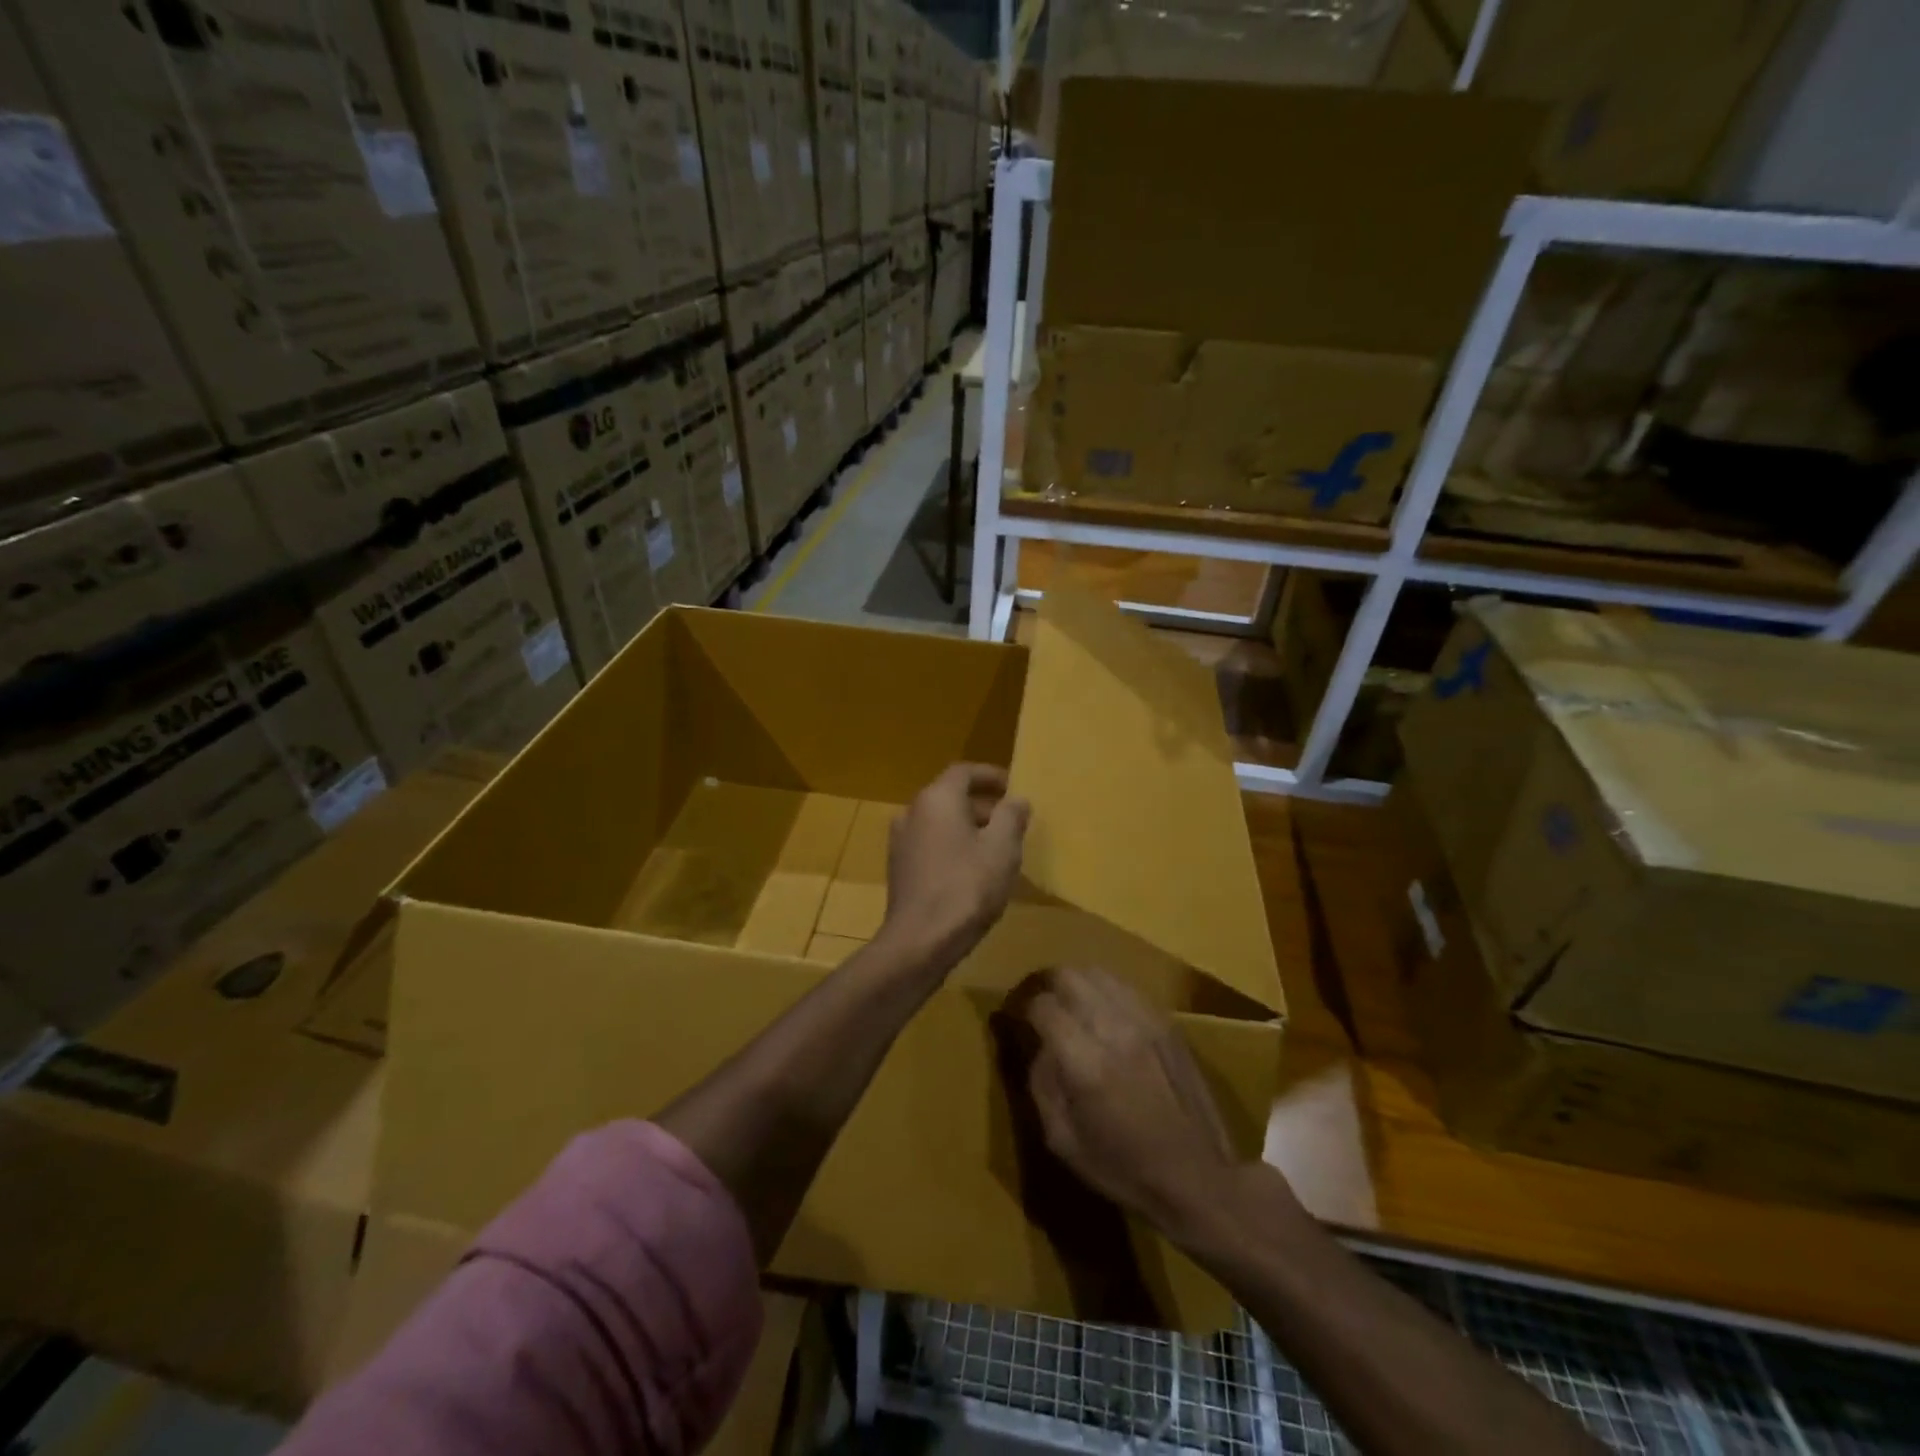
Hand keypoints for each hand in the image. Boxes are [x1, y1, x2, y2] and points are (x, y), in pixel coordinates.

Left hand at [882, 763, 1028, 977]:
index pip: (964, 772)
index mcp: (936, 799)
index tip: (1013, 787)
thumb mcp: (1002, 849)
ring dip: (968, 827)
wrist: (920, 941)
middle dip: (983, 805)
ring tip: (996, 847)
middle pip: (950, 796)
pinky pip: (930, 844)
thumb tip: (1016, 800)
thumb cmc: (966, 887)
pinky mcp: (899, 868)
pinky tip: (972, 871)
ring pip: (940, 822)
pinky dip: (952, 846)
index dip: (991, 776)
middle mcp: (912, 812)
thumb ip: (1011, 817)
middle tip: (1011, 821)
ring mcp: (901, 841)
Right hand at [1022, 967, 1241, 1232]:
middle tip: (1042, 1007)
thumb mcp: (1063, 1141)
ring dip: (1077, 984)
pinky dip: (1105, 991)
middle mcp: (1114, 1028)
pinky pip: (1126, 986)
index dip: (1024, 1009)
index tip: (1019, 1020)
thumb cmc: (1124, 1169)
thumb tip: (1038, 1045)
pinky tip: (1104, 1014)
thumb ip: (1041, 1084)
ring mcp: (1145, 1019)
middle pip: (1068, 975)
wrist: (1199, 1177)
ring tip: (1071, 1007)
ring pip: (1098, 973)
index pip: (1042, 1005)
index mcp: (1085, 1062)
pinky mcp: (1166, 1020)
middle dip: (1047, 986)